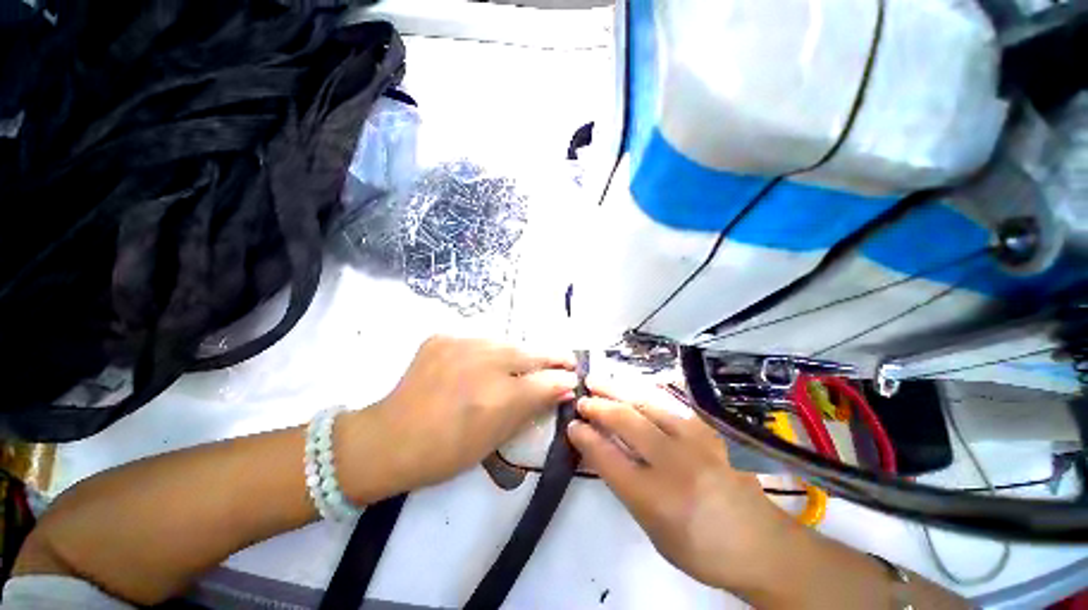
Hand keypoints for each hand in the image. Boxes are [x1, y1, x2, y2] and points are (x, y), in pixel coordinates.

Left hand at [340, 336, 577, 501]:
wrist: (390, 438)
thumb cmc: (446, 451)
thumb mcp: (496, 438)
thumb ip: (531, 408)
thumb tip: (562, 388)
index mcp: (498, 398)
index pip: (546, 382)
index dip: (563, 380)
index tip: (573, 378)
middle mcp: (484, 364)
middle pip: (530, 354)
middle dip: (552, 358)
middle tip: (566, 360)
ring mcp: (461, 345)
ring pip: (507, 343)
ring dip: (520, 354)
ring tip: (527, 362)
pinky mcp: (444, 337)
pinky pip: (479, 341)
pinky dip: (489, 351)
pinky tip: (487, 362)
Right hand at [567, 381, 805, 593]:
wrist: (761, 543)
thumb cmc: (701, 547)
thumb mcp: (653, 529)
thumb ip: (624, 485)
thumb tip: (599, 449)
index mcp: (657, 499)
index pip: (608, 458)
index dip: (586, 437)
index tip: (572, 424)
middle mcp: (675, 464)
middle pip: (626, 423)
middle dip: (598, 407)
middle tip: (582, 398)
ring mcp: (695, 441)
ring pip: (646, 404)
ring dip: (617, 390)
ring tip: (597, 381)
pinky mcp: (708, 430)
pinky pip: (670, 403)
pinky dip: (645, 392)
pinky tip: (633, 386)